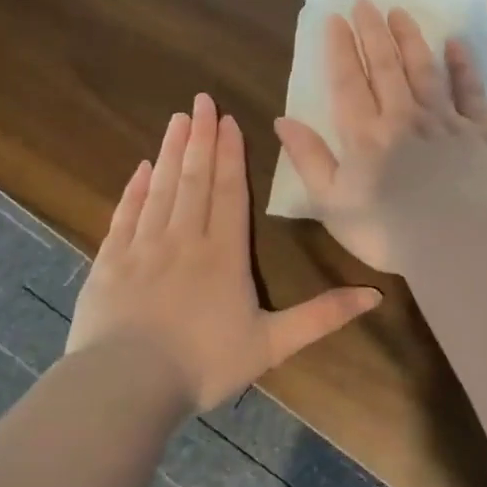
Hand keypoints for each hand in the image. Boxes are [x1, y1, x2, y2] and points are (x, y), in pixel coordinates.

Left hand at [64, 93, 381, 411]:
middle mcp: (184, 239)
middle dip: (201, 137)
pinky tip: (142, 167)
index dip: (231, 154)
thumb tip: (375, 295)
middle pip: (195, 178)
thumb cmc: (204, 364)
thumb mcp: (272, 344)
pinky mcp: (110, 262)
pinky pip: (125, 214)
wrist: (126, 386)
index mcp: (223, 253)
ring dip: (171, 152)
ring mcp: (143, 247)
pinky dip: (134, 189)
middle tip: (201, 100)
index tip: (228, 120)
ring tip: (178, 120)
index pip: (229, 191)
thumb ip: (322, 316)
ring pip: (161, 188)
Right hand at [274, 0, 486, 273]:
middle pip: (386, 65)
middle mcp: (404, 117)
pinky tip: (455, 45)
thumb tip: (284, 120)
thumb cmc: (388, 232)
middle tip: (366, 3)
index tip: (335, 18)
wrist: (459, 245)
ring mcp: (446, 121)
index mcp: (366, 135)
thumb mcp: (333, 203)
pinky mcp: (481, 133)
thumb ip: (310, 159)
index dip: (340, 48)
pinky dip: (463, 66)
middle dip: (373, 32)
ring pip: (425, 69)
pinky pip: (471, 91)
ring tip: (400, 13)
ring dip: (411, 39)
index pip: (349, 81)